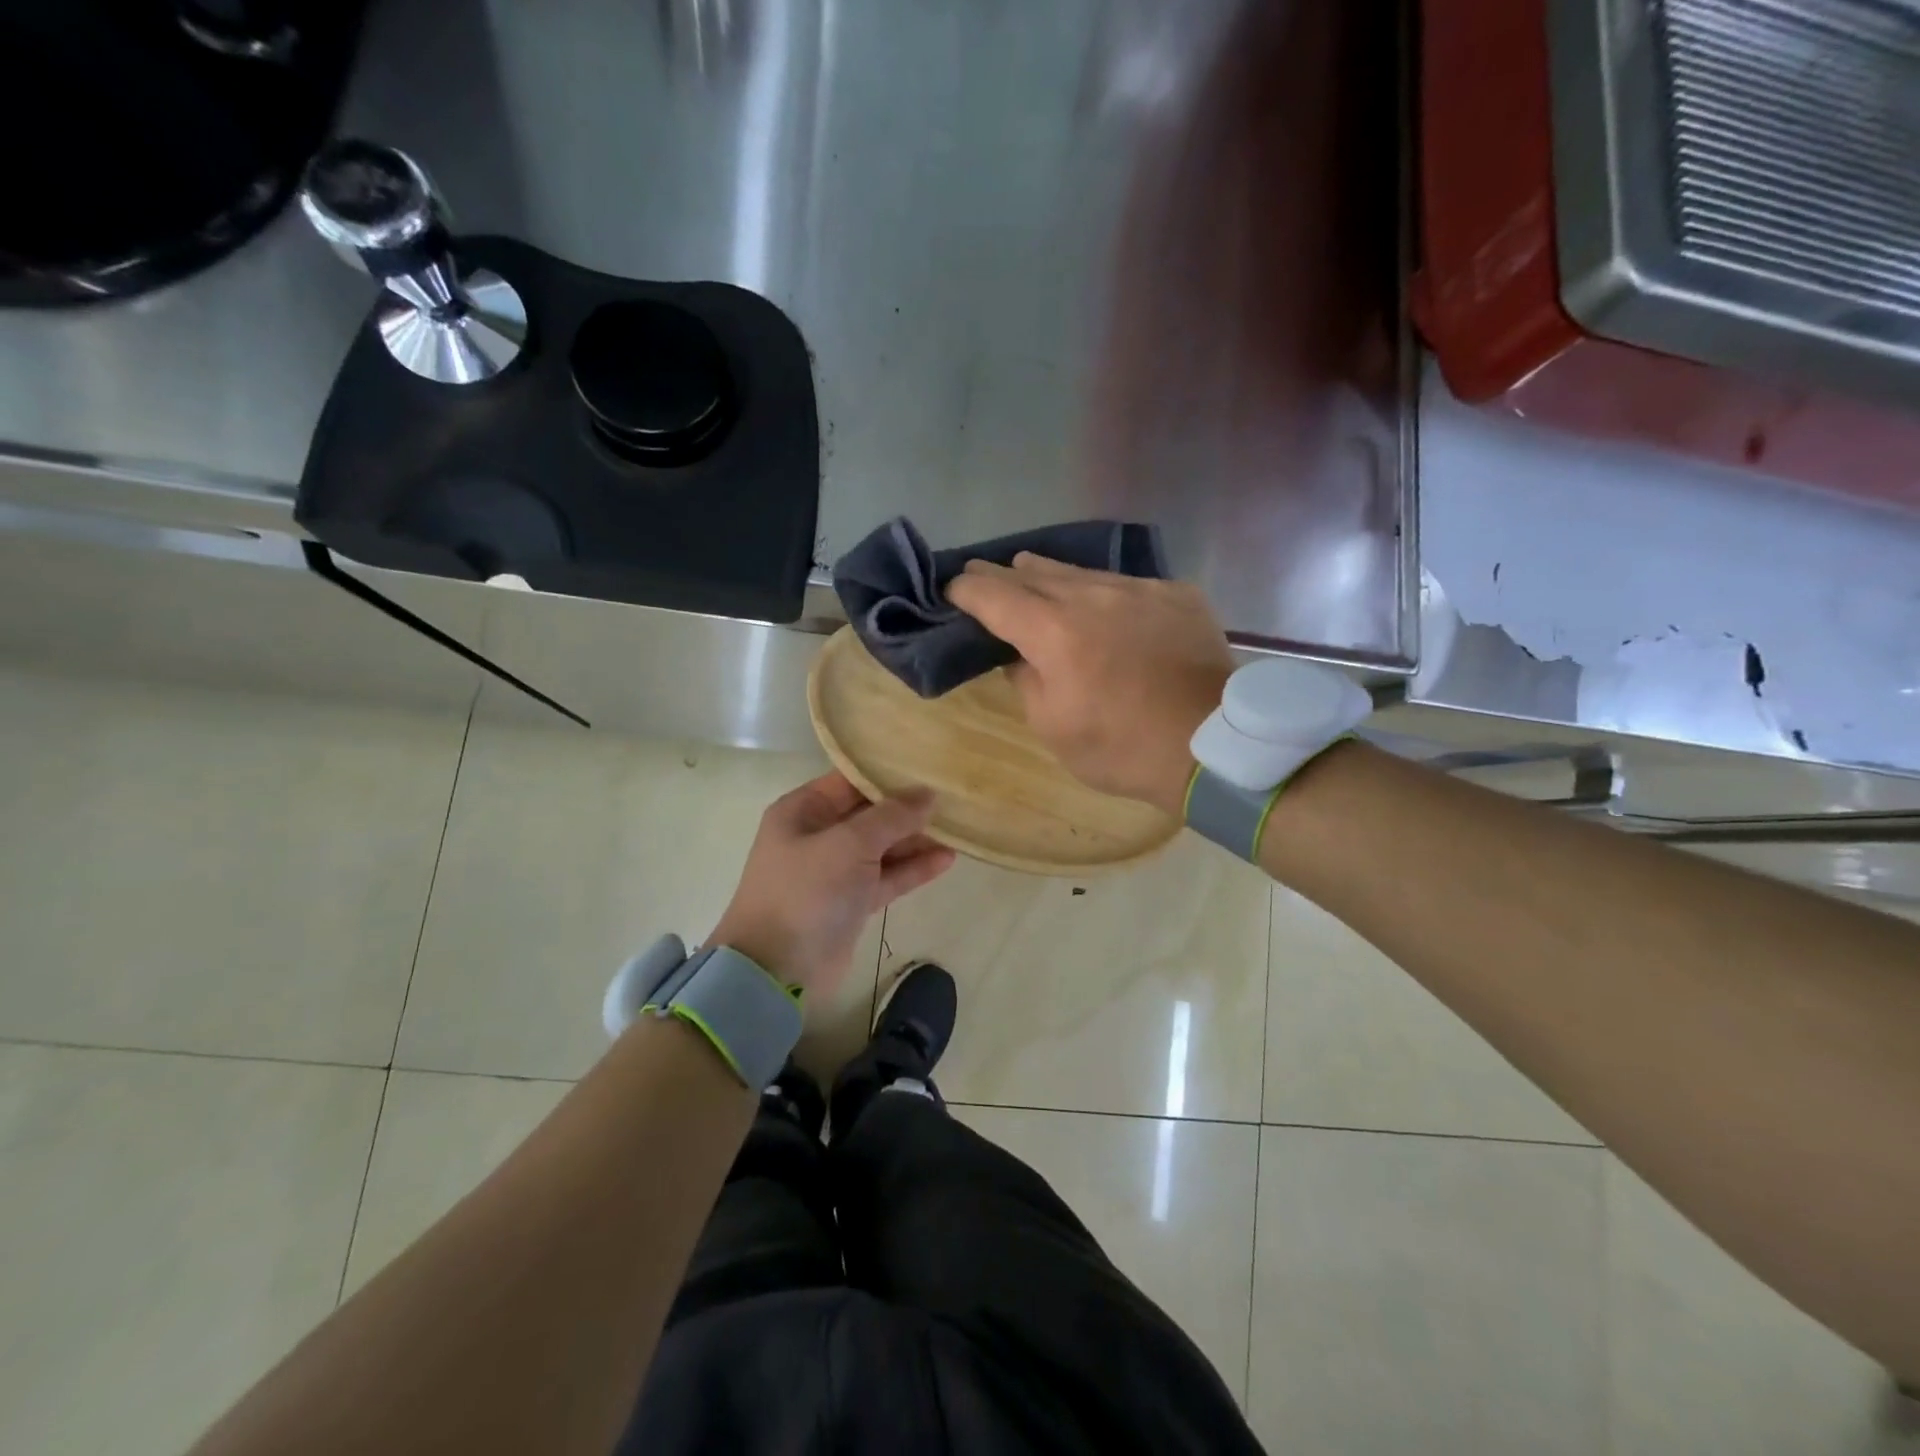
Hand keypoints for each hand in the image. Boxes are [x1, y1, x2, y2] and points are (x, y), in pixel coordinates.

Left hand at [709, 771, 955, 998]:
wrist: (777, 971)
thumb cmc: (807, 892)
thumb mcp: (849, 844)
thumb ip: (892, 816)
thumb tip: (927, 793)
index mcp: (803, 810)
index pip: (851, 780)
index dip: (888, 774)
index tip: (929, 766)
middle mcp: (817, 835)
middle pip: (869, 813)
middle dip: (908, 808)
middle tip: (952, 797)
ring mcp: (834, 871)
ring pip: (881, 847)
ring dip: (915, 840)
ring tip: (957, 828)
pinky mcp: (851, 903)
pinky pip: (886, 877)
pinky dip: (912, 869)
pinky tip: (946, 859)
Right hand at [946, 554, 1233, 814]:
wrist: (1212, 746)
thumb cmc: (1121, 747)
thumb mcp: (1052, 727)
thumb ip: (1024, 680)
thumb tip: (1016, 654)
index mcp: (1053, 632)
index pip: (993, 594)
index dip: (966, 589)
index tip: (951, 589)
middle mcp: (1092, 596)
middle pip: (1033, 572)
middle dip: (1001, 576)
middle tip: (982, 578)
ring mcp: (1138, 589)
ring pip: (1079, 572)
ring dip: (1049, 577)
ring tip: (1032, 578)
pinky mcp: (1175, 593)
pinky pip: (1124, 585)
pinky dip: (1101, 594)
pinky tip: (1102, 609)